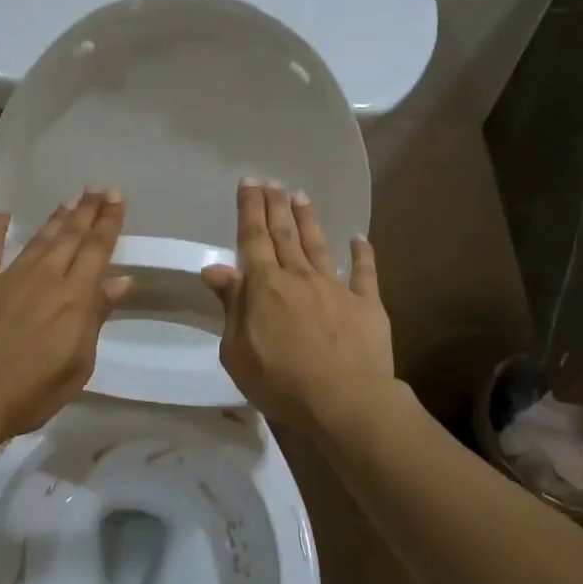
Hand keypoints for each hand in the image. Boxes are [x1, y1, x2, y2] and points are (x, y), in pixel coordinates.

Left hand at [0, 188, 131, 445]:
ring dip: (55, 219)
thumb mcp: (78, 362)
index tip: (115, 197)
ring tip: (68, 200)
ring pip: (38, 239)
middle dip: (86, 211)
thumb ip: (97, 316)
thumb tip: (120, 280)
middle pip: (71, 237)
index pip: (97, 250)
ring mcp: (10, 277)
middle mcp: (46, 277)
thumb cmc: (33, 390)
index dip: (108, 222)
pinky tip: (2, 214)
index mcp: (75, 296)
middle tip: (97, 188)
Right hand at [202, 180, 395, 431]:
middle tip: (271, 182)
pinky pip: (365, 273)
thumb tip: (215, 269)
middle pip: (284, 235)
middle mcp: (298, 277)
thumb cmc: (278, 381)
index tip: (248, 183)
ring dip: (308, 220)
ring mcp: (335, 288)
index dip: (249, 210)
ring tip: (301, 196)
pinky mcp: (367, 305)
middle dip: (275, 206)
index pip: (252, 239)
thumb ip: (230, 305)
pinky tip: (360, 239)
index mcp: (264, 286)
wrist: (343, 401)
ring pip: (318, 245)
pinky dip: (362, 254)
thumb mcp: (236, 349)